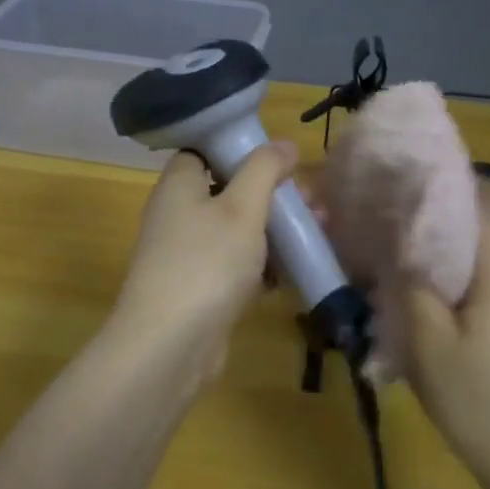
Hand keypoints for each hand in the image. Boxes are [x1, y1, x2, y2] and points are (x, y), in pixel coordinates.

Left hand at [110, 142, 298, 384]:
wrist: (171, 345)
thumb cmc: (206, 262)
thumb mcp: (242, 207)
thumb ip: (264, 170)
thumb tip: (284, 143)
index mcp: (179, 186)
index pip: (203, 151)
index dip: (239, 149)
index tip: (278, 157)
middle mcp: (178, 215)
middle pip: (228, 191)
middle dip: (271, 194)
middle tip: (311, 202)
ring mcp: (188, 255)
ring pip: (237, 231)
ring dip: (274, 230)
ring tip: (318, 230)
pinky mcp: (201, 289)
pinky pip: (236, 266)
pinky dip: (263, 265)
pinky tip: (294, 270)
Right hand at [403, 182, 489, 488]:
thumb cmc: (479, 403)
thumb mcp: (426, 344)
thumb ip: (411, 280)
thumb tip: (399, 239)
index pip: (475, 195)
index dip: (437, 181)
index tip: (400, 179)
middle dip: (459, 194)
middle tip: (412, 202)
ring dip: (479, 219)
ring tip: (432, 233)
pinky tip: (465, 271)